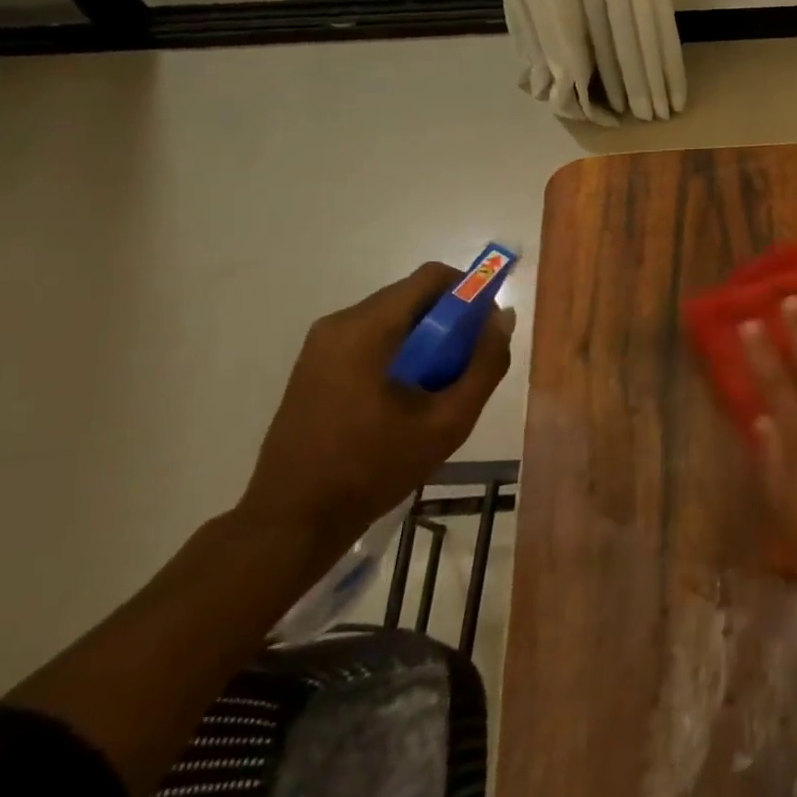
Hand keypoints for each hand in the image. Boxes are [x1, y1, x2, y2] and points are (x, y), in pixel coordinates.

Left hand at [239, 263, 515, 545]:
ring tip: (437, 388)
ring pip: (393, 318)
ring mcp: (321, 344)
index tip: (486, 329)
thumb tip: (504, 318)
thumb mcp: (448, 420)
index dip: (470, 292)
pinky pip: (371, 338)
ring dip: (426, 339)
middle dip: (450, 321)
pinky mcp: (314, 365)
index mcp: (368, 329)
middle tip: (467, 366)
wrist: (293, 519)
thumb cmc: (375, 467)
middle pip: (413, 296)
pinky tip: (405, 398)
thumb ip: (485, 365)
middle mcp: (340, 323)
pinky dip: (400, 352)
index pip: (433, 277)